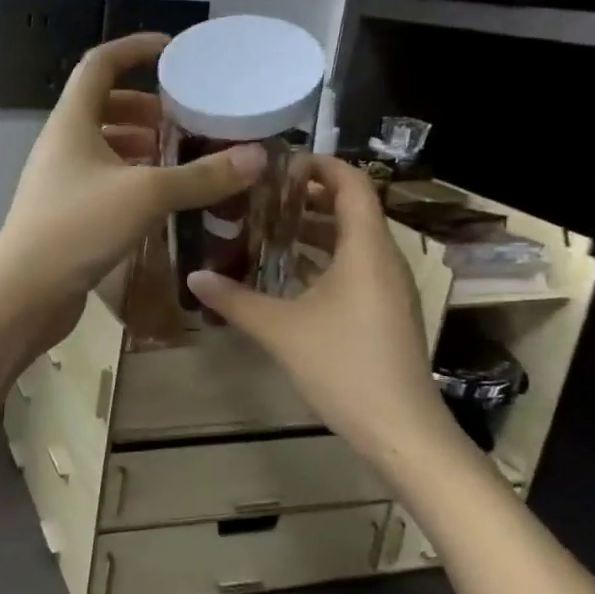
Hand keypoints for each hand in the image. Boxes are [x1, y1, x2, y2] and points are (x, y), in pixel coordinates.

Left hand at [0, 32, 266, 347]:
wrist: (24, 293)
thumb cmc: (78, 228)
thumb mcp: (146, 195)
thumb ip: (201, 175)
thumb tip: (257, 157)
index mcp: (71, 123)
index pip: (99, 65)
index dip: (134, 49)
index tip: (173, 51)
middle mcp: (61, 145)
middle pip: (102, 106)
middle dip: (144, 105)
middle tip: (185, 117)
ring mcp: (60, 181)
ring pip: (103, 147)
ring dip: (139, 144)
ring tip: (179, 155)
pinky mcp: (65, 213)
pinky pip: (102, 180)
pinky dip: (131, 178)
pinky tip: (159, 197)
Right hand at [188, 157, 458, 461]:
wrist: (400, 429)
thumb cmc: (343, 366)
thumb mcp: (280, 330)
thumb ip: (234, 300)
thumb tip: (193, 276)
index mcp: (366, 250)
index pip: (352, 184)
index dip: (320, 165)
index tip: (279, 164)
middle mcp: (383, 260)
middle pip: (351, 209)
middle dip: (308, 197)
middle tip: (261, 196)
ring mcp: (389, 288)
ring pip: (352, 241)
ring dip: (314, 230)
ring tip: (267, 229)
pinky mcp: (385, 312)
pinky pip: (354, 268)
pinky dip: (323, 259)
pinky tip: (287, 275)